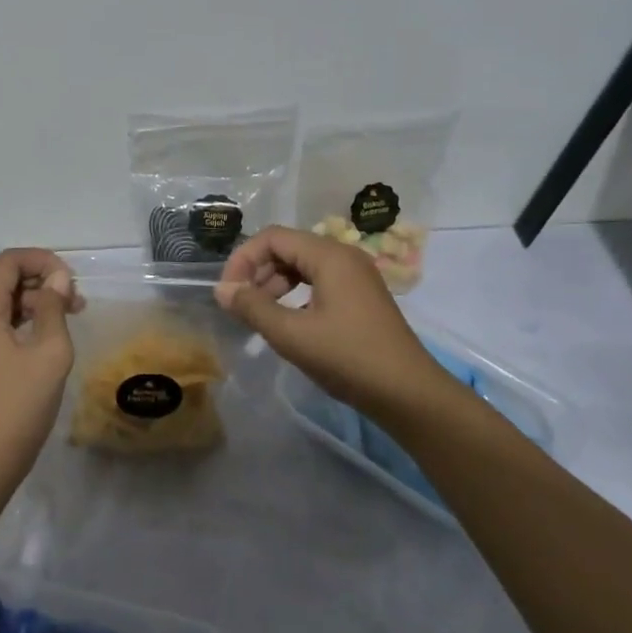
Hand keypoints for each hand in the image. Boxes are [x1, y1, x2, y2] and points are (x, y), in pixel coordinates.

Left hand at [0, 249, 81, 507]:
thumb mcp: (49, 352)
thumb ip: (53, 307)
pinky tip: (43, 336)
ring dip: (30, 299)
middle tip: (74, 299)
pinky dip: (16, 318)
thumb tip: (57, 279)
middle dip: (39, 279)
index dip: (43, 261)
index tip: (71, 281)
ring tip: (67, 316)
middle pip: (0, 276)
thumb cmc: (18, 405)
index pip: (9, 261)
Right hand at [214, 225, 441, 416]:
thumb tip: (222, 289)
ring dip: (275, 284)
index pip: (272, 238)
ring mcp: (356, 276)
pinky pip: (319, 282)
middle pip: (288, 248)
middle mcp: (343, 256)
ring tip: (261, 315)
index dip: (243, 259)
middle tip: (242, 306)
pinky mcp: (361, 296)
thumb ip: (253, 308)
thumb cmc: (349, 358)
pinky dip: (296, 294)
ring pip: (302, 266)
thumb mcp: (292, 335)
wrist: (409, 394)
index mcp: (329, 256)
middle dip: (258, 272)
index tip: (228, 292)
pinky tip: (289, 322)